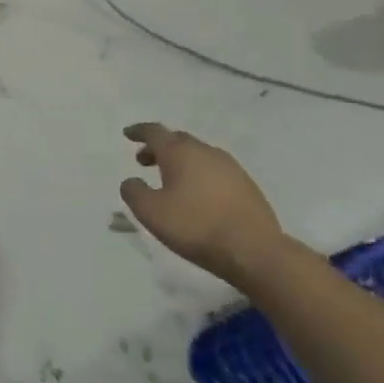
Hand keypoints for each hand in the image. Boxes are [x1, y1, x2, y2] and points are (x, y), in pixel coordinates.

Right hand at [120, 124, 287, 287]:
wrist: (255, 251)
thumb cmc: (196, 226)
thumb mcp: (151, 212)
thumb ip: (133, 192)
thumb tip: (132, 181)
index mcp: (180, 152)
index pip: (154, 132)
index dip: (139, 131)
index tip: (128, 134)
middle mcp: (206, 152)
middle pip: (178, 140)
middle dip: (159, 147)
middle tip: (144, 160)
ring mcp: (231, 168)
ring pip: (199, 155)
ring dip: (181, 162)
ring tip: (171, 180)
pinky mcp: (248, 186)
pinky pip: (216, 171)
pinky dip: (200, 175)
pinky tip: (198, 195)